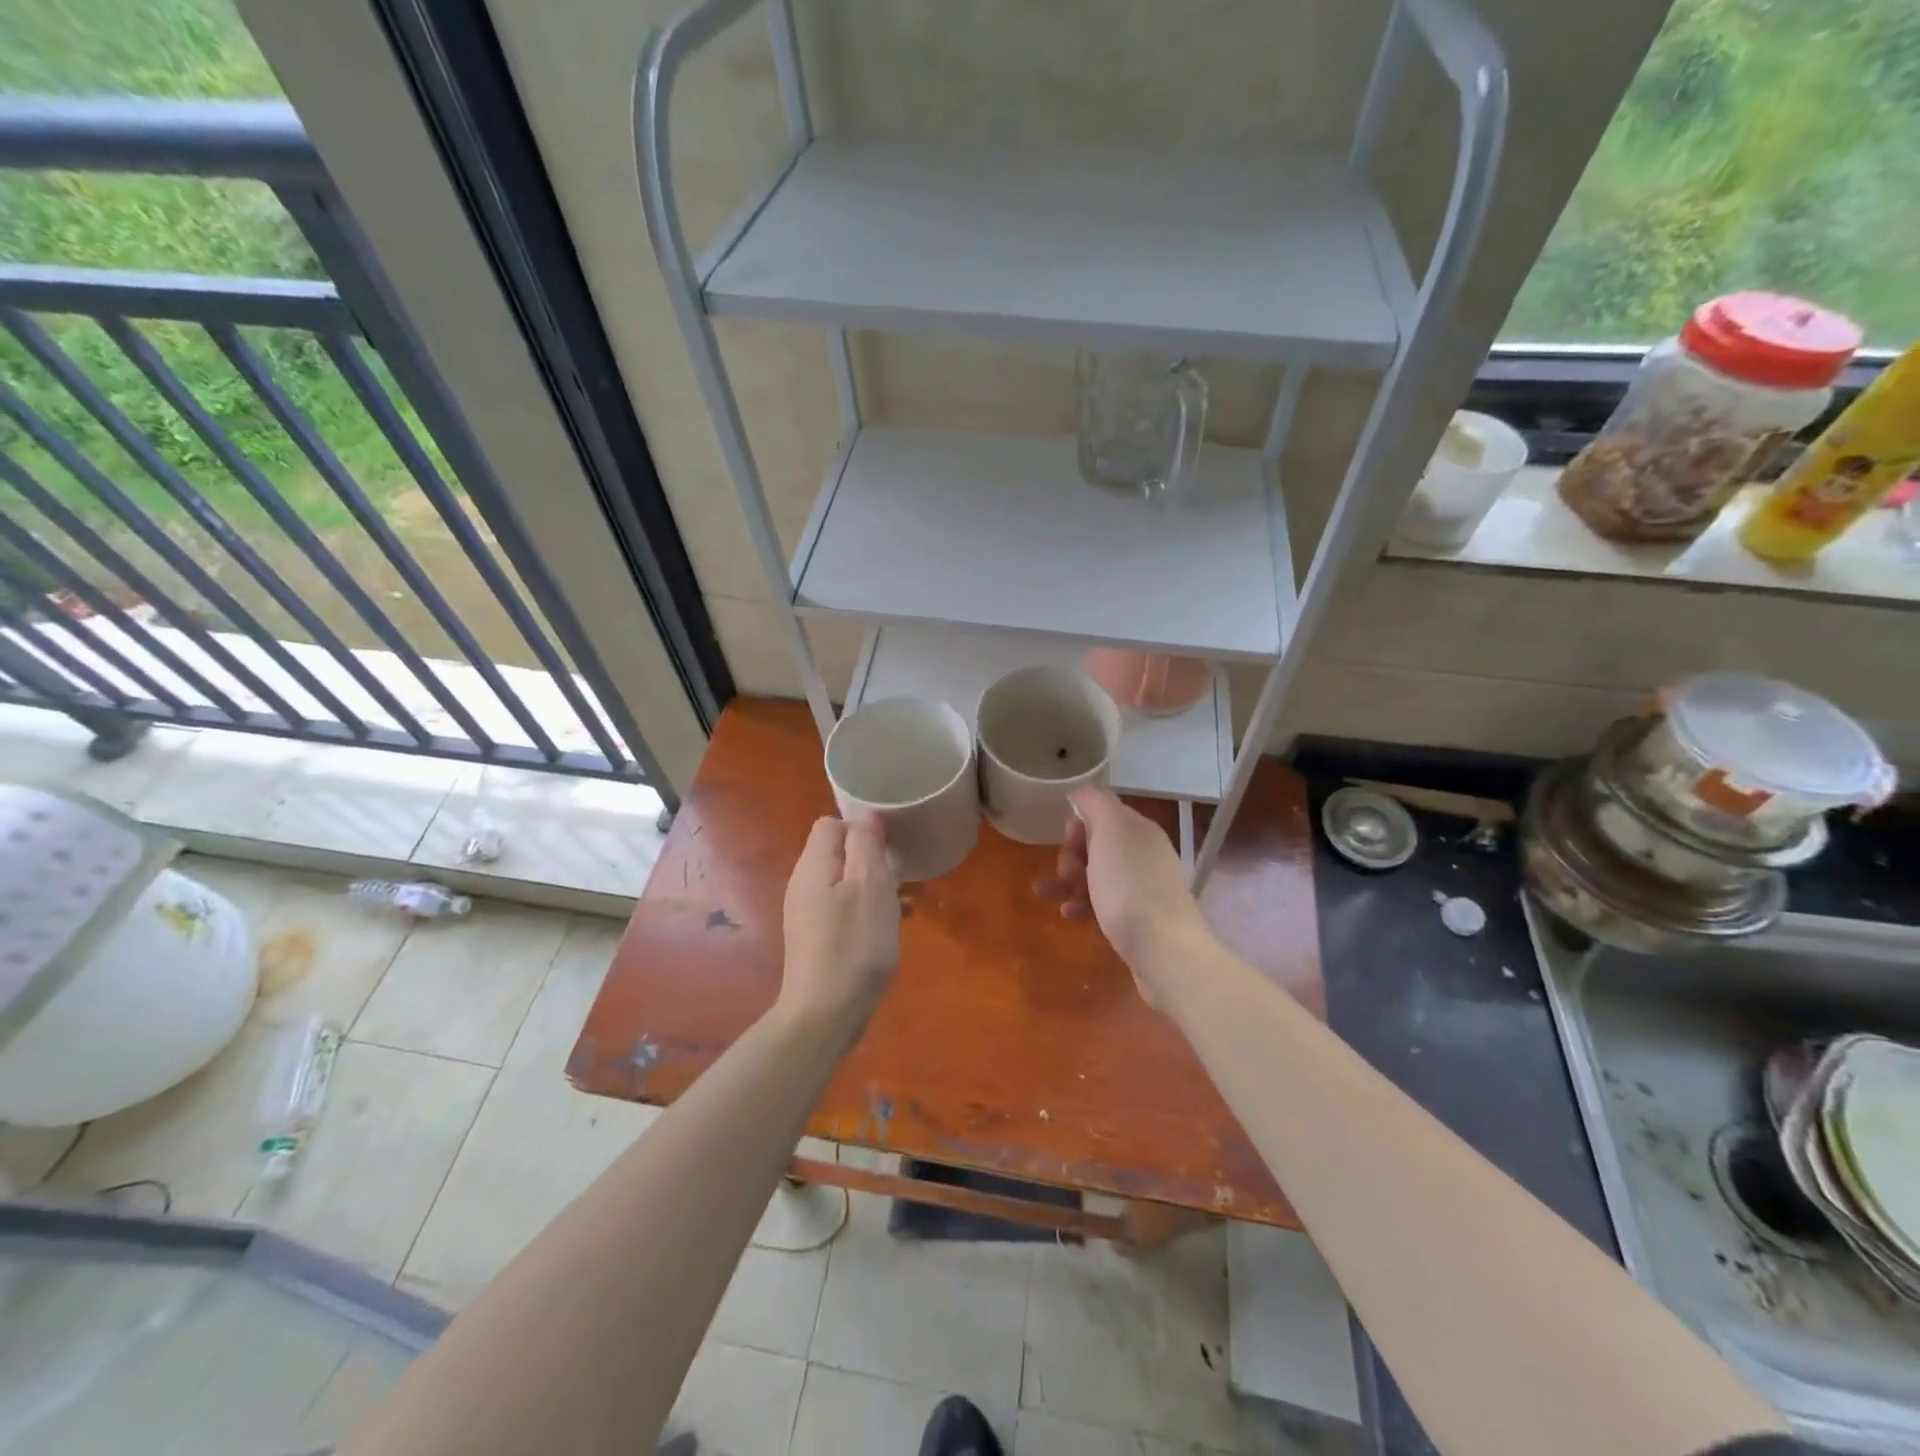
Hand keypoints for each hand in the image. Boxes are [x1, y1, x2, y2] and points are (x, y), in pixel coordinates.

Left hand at [778, 815, 900, 1035]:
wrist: (825, 1014)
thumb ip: (867, 845)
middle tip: (899, 879)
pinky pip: (844, 909)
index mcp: (813, 866)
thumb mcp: (870, 886)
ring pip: (845, 883)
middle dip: (872, 860)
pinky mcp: (815, 938)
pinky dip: (867, 910)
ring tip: (903, 905)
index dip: (861, 828)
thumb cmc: (854, 944)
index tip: (889, 848)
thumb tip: (866, 817)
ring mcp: (807, 913)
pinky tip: (890, 928)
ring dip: (874, 887)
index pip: (831, 824)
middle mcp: (803, 884)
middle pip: (838, 853)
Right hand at [1037, 786, 1209, 1006]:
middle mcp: (1144, 854)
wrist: (1164, 951)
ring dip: (1069, 881)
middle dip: (1072, 855)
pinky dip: (1081, 904)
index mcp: (1140, 831)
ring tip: (1050, 894)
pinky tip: (1068, 914)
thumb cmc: (1130, 888)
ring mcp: (1142, 888)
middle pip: (1097, 844)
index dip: (1080, 824)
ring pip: (1096, 875)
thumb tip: (1082, 793)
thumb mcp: (1110, 833)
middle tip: (1066, 871)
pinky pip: (1102, 903)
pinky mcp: (1137, 918)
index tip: (1069, 840)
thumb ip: (1095, 804)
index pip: (1104, 813)